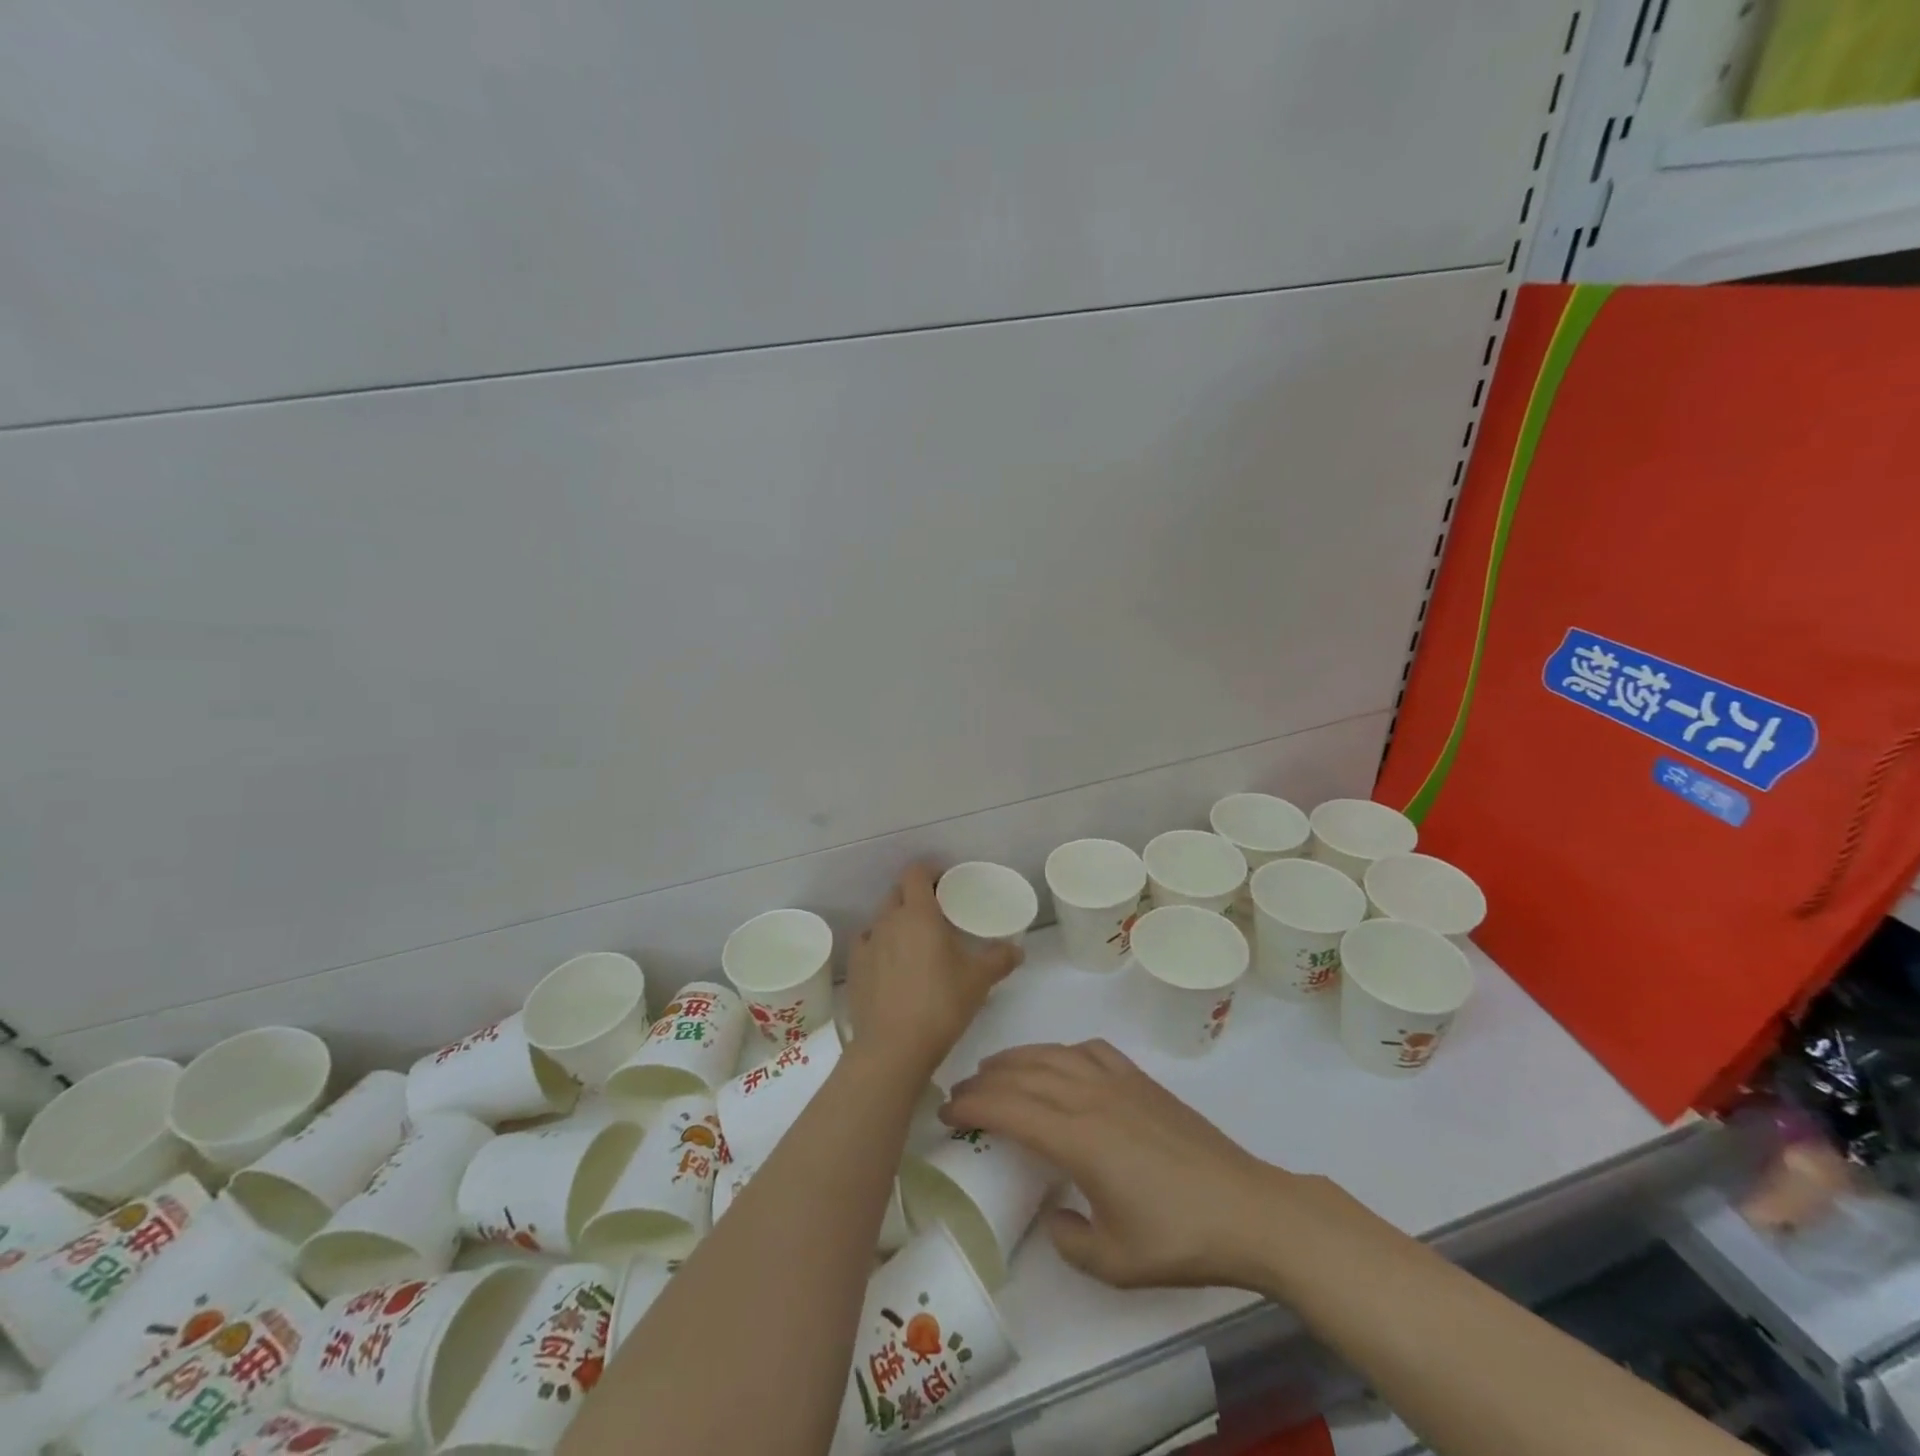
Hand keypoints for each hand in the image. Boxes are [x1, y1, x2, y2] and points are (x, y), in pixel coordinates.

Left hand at [844, 865, 1022, 1078]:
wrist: (893, 1048)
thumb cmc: (941, 1004)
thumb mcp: (979, 980)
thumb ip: (1000, 959)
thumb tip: (1017, 950)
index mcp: (918, 913)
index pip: (916, 873)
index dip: (929, 872)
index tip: (945, 884)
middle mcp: (888, 920)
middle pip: (897, 893)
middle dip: (914, 896)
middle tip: (935, 914)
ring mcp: (867, 944)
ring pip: (881, 919)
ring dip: (896, 921)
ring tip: (913, 942)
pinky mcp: (853, 969)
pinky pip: (866, 944)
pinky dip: (878, 946)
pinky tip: (889, 964)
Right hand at [942, 1039, 1289, 1289]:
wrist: (1245, 1208)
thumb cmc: (1178, 1237)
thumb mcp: (1115, 1262)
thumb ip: (1070, 1240)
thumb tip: (1055, 1216)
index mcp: (1077, 1137)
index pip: (1009, 1108)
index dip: (971, 1106)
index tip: (945, 1111)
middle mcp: (1090, 1096)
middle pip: (1024, 1074)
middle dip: (985, 1080)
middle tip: (959, 1092)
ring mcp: (1118, 1081)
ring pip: (1053, 1054)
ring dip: (1017, 1058)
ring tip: (994, 1068)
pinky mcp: (1141, 1080)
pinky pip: (1090, 1050)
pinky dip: (1062, 1050)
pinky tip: (1059, 1062)